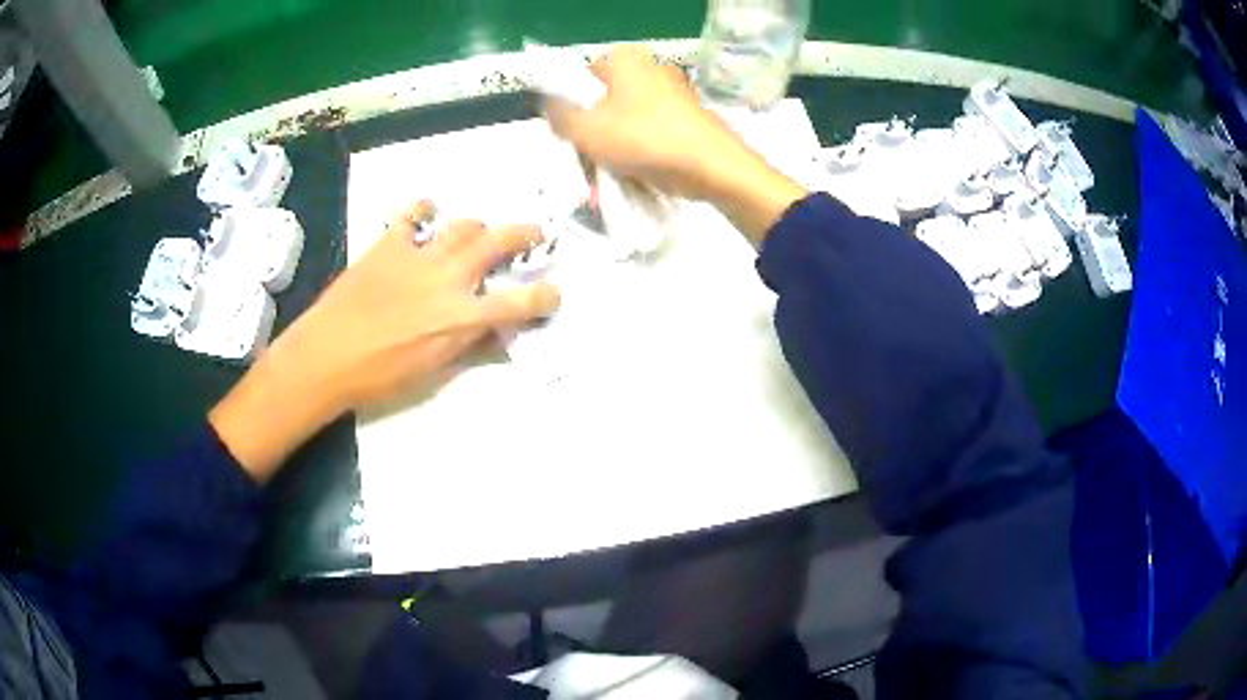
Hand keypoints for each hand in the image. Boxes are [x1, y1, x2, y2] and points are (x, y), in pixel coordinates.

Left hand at [209, 201, 559, 481]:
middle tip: (535, 233)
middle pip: (498, 241)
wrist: (325, 357)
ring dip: (477, 227)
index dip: (544, 297)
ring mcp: (418, 255)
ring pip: (463, 224)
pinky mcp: (388, 244)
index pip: (519, 303)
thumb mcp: (432, 372)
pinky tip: (428, 214)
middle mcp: (448, 278)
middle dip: (525, 234)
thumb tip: (489, 330)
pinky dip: (424, 210)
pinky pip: (412, 215)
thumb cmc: (379, 377)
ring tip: (478, 233)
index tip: (553, 294)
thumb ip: (467, 345)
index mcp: (461, 317)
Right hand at [546, 46, 807, 241]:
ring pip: (627, 120)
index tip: (574, 138)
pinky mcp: (688, 117)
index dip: (572, 110)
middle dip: (594, 136)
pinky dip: (640, 152)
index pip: (581, 79)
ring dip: (614, 149)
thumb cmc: (644, 139)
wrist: (712, 167)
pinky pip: (651, 132)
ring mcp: (673, 92)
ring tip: (612, 178)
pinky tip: (637, 177)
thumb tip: (553, 109)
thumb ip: (559, 116)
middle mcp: (650, 68)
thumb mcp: (585, 130)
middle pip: (604, 101)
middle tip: (590, 163)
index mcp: (625, 60)